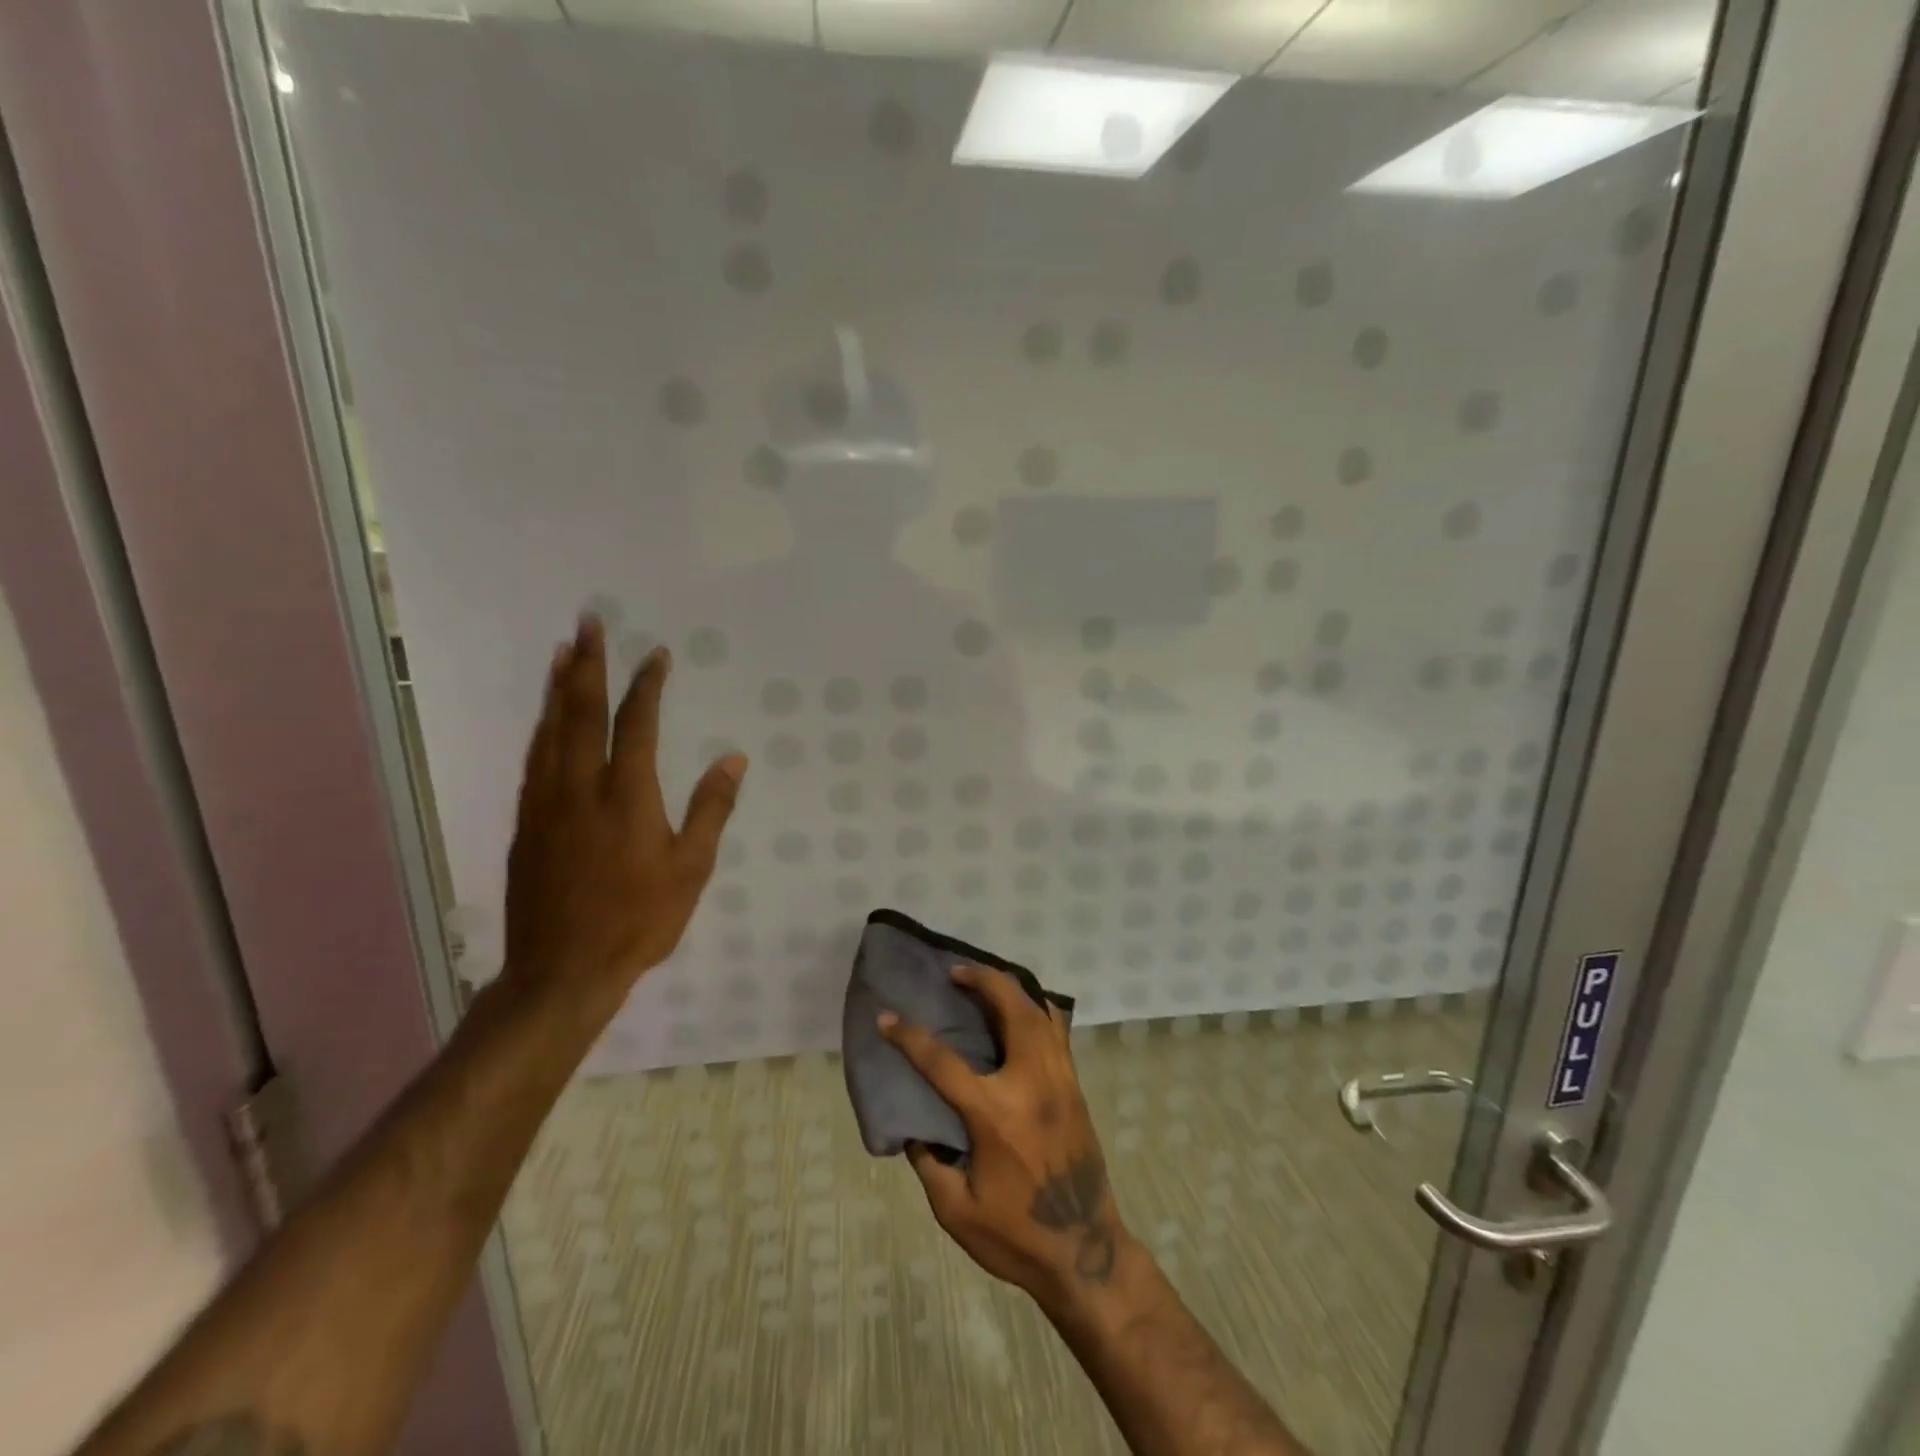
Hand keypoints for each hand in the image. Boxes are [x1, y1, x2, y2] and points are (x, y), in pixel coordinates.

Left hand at [502, 617, 745, 1018]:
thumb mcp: (691, 869)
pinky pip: (534, 759)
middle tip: (588, 624)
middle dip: (586, 664)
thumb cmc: (639, 920)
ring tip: (562, 653)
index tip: (656, 655)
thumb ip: (711, 809)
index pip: (637, 724)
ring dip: (558, 688)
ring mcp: (546, 804)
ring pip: (549, 731)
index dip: (646, 685)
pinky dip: (542, 727)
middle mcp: (580, 788)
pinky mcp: (526, 823)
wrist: (562, 970)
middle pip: (581, 713)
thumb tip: (734, 759)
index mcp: (627, 797)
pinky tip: (546, 718)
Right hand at [879, 966, 1133, 1309]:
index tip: (886, 1017)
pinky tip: (1022, 1012)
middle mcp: (1030, 1083)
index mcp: (994, 1113)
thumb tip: (915, 1126)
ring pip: (1039, 1011)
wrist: (1086, 1252)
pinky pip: (1058, 1031)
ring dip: (1011, 987)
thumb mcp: (956, 1211)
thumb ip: (930, 1163)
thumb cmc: (1017, 1236)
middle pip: (1010, 1007)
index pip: (942, 1062)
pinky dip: (1038, 1009)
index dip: (908, 1036)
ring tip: (986, 982)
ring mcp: (1059, 1079)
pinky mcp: (1075, 1085)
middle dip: (981, 979)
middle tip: (956, 971)